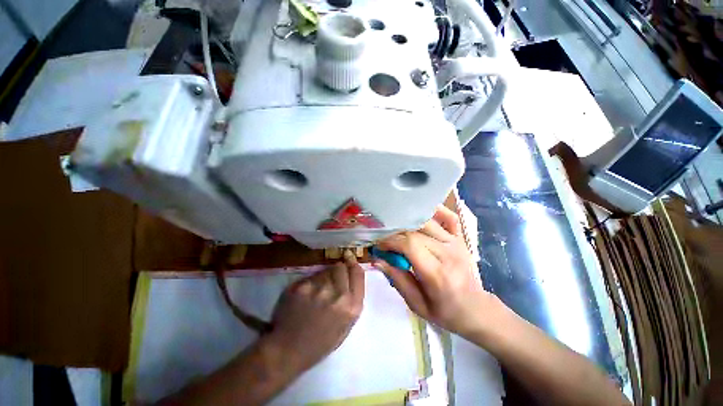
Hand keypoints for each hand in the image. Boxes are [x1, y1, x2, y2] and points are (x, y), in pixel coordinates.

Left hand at [266, 251, 364, 371]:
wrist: (288, 351)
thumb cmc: (320, 343)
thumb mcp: (346, 325)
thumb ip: (352, 300)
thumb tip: (351, 274)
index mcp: (352, 307)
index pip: (357, 273)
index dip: (353, 265)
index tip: (350, 262)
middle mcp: (338, 295)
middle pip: (341, 267)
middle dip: (338, 270)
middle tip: (332, 279)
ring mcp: (319, 289)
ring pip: (325, 270)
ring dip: (324, 276)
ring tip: (317, 292)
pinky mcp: (302, 287)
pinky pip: (311, 277)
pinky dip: (310, 283)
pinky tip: (305, 296)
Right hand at [373, 205, 491, 337]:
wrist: (476, 310)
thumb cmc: (445, 313)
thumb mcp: (417, 305)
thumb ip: (397, 280)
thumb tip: (377, 260)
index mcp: (437, 274)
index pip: (410, 245)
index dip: (390, 241)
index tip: (379, 246)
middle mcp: (447, 253)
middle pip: (415, 232)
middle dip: (395, 233)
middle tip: (385, 240)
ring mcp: (456, 243)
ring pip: (427, 222)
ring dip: (408, 223)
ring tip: (397, 230)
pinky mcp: (460, 239)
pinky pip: (449, 217)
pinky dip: (435, 211)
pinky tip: (421, 213)